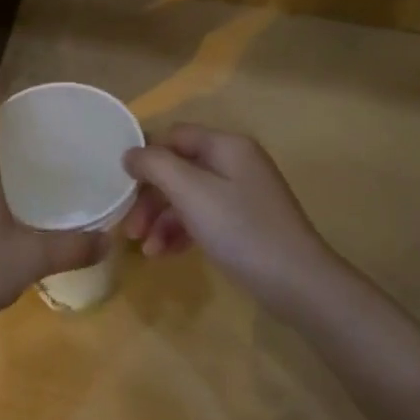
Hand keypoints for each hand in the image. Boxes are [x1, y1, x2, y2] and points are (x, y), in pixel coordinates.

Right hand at [123, 125, 336, 309]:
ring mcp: (242, 194)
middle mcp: (236, 162)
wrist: (297, 283)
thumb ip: (156, 166)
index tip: (121, 188)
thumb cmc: (241, 230)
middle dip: (150, 197)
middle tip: (130, 229)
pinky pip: (203, 217)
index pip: (174, 136)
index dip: (146, 157)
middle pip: (179, 168)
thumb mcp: (191, 192)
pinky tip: (166, 254)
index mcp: (227, 145)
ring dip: (162, 219)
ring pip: (188, 196)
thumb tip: (131, 153)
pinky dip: (182, 232)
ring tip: (146, 251)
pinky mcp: (245, 223)